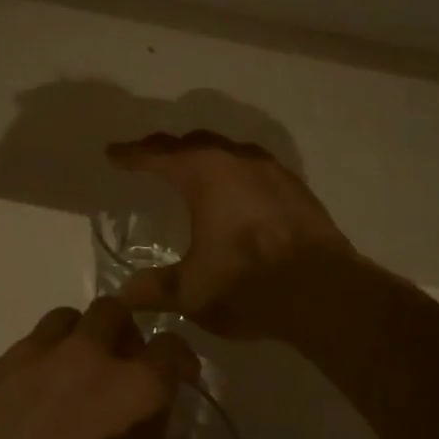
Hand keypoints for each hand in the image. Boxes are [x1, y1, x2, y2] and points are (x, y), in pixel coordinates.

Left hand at [0, 299, 214, 438]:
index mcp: (135, 393)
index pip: (172, 348)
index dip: (180, 361)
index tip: (179, 380)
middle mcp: (83, 361)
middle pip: (112, 312)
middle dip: (123, 334)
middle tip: (120, 371)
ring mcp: (26, 362)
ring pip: (61, 323)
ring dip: (74, 341)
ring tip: (70, 382)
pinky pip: (15, 354)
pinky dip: (29, 369)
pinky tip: (20, 410)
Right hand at [106, 131, 355, 341]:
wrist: (326, 293)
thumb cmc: (248, 284)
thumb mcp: (191, 291)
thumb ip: (154, 288)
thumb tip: (122, 295)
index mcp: (205, 174)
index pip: (158, 155)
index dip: (132, 155)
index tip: (113, 154)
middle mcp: (237, 160)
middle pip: (193, 144)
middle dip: (167, 149)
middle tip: (148, 158)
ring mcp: (272, 171)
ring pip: (228, 152)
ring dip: (204, 157)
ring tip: (190, 171)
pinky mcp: (296, 189)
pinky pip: (254, 168)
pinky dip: (234, 173)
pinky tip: (236, 194)